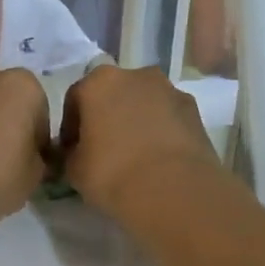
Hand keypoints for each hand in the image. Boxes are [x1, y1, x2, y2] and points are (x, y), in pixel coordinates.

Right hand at [59, 66, 223, 223]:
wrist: (174, 190)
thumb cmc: (113, 173)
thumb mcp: (74, 169)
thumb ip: (70, 153)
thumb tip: (76, 153)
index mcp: (98, 81)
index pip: (75, 99)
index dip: (70, 127)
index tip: (72, 150)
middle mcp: (135, 74)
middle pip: (113, 94)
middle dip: (106, 116)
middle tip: (103, 149)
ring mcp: (169, 89)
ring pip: (143, 103)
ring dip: (136, 120)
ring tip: (134, 155)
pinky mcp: (194, 109)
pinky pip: (167, 117)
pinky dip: (160, 130)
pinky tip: (157, 158)